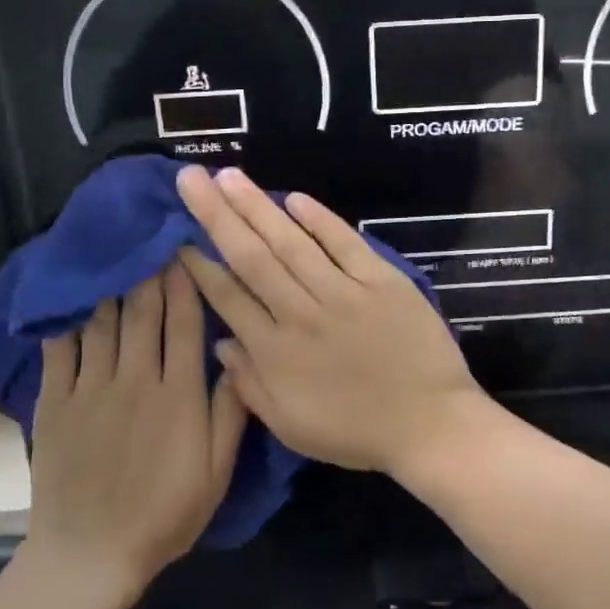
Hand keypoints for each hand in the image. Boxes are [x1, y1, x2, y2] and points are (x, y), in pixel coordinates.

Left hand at [20, 265, 245, 604]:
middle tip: (152, 235)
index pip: (185, 323)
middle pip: (144, 311)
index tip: (186, 247)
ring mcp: (92, 389)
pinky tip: (73, 295)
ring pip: (104, 322)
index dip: (187, 282)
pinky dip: (68, 319)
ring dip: (113, 284)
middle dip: (150, 269)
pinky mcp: (57, 402)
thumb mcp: (216, 472)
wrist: (90, 556)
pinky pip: (61, 349)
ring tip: (117, 252)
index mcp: (179, 394)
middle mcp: (136, 379)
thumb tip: (237, 355)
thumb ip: (230, 411)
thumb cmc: (165, 515)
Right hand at [175, 165, 479, 476]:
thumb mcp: (291, 427)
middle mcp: (302, 314)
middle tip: (192, 177)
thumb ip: (251, 385)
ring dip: (258, 207)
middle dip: (217, 215)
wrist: (430, 424)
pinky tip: (295, 198)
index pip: (229, 297)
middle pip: (252, 257)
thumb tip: (220, 343)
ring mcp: (344, 293)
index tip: (179, 235)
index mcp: (276, 352)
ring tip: (230, 176)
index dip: (200, 265)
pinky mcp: (381, 281)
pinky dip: (320, 220)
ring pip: (292, 243)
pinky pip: (345, 244)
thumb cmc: (357, 432)